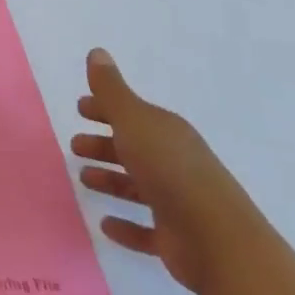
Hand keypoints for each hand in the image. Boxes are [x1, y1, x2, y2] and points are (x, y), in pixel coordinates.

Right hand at [72, 48, 260, 293]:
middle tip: (75, 146)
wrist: (219, 242)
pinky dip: (126, 225)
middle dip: (104, 145)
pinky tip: (105, 224)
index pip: (132, 114)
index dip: (105, 109)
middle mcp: (175, 163)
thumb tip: (97, 52)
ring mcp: (178, 202)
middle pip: (133, 149)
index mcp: (166, 133)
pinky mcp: (177, 239)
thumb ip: (111, 89)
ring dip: (111, 181)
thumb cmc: (170, 171)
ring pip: (137, 186)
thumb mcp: (134, 121)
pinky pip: (146, 228)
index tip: (80, 109)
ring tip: (84, 179)